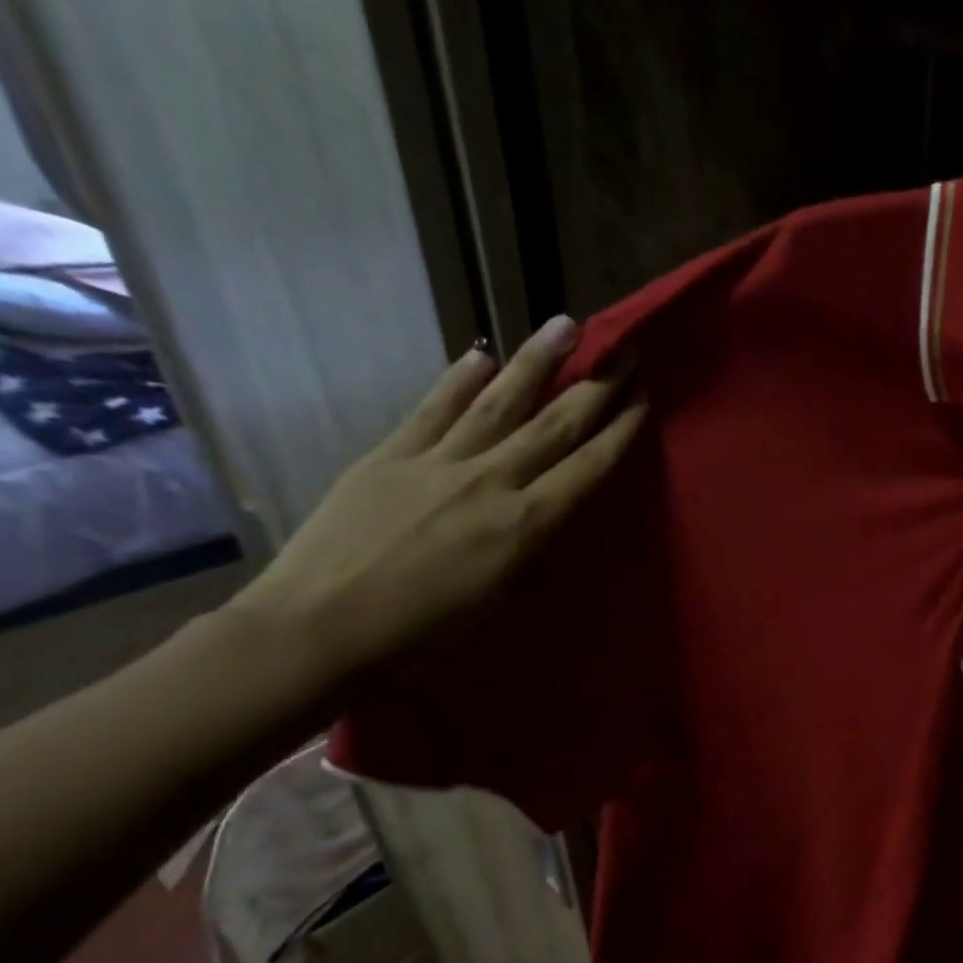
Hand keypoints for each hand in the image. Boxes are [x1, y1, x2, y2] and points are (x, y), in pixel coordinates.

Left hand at [228, 315, 644, 680]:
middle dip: (596, 387)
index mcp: (525, 526)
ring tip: (564, 325)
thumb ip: (528, 549)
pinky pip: (433, 409)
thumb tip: (543, 512)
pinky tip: (481, 354)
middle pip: (553, 425)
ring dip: (537, 362)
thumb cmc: (422, 637)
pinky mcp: (389, 455)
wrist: (319, 629)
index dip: (619, 432)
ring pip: (499, 402)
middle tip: (624, 350)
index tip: (643, 399)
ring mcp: (437, 462)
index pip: (586, 468)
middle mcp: (490, 482)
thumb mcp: (500, 602)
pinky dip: (459, 379)